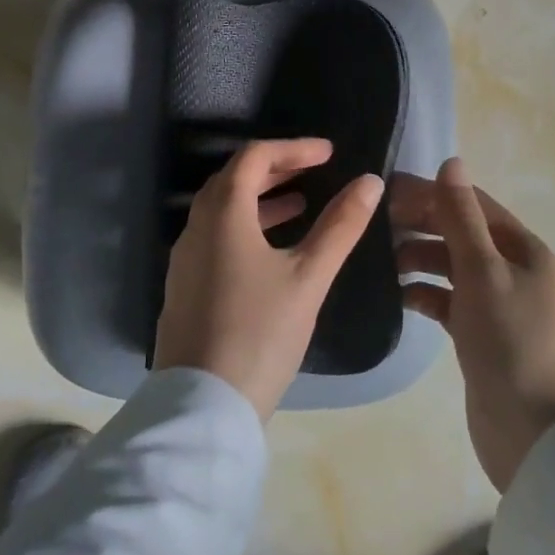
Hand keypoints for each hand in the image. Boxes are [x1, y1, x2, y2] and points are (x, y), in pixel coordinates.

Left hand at [154, 138, 384, 419]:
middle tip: (314, 171)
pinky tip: (271, 248)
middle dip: (276, 168)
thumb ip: (340, 226)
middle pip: (234, 177)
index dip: (293, 148)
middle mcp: (196, 224)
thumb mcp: (309, 276)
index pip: (255, 156)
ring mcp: (185, 256)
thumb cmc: (260, 332)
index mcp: (222, 212)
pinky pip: (215, 234)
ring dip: (261, 197)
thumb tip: (369, 182)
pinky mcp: (184, 283)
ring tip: (300, 203)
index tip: (329, 153)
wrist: (203, 405)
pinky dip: (245, 224)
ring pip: (222, 207)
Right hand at [394, 158, 554, 491]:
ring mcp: (498, 304)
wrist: (532, 433)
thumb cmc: (510, 340)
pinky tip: (398, 295)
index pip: (472, 203)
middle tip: (376, 224)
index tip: (387, 190)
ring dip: (420, 258)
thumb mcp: (483, 270)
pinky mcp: (481, 334)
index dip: (432, 193)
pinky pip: (448, 300)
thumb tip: (450, 161)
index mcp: (524, 249)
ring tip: (383, 261)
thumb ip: (461, 217)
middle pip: (461, 233)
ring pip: (452, 266)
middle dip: (422, 224)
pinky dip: (425, 293)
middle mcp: (514, 270)